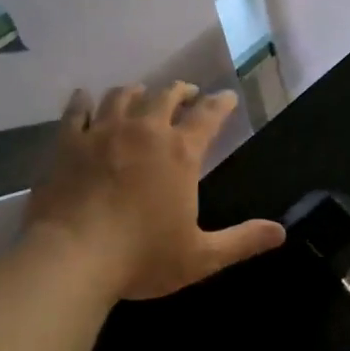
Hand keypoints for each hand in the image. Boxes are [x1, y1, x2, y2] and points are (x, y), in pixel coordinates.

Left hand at [24, 83, 283, 302]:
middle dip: (180, 91)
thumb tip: (281, 233)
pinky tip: (86, 97)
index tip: (228, 97)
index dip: (221, 103)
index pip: (209, 115)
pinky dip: (84, 101)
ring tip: (141, 94)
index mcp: (181, 152)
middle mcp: (145, 131)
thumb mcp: (201, 256)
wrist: (70, 259)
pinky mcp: (68, 143)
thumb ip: (242, 241)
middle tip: (186, 94)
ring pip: (123, 95)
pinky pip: (77, 110)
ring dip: (137, 92)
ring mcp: (103, 133)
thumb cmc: (142, 257)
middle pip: (165, 95)